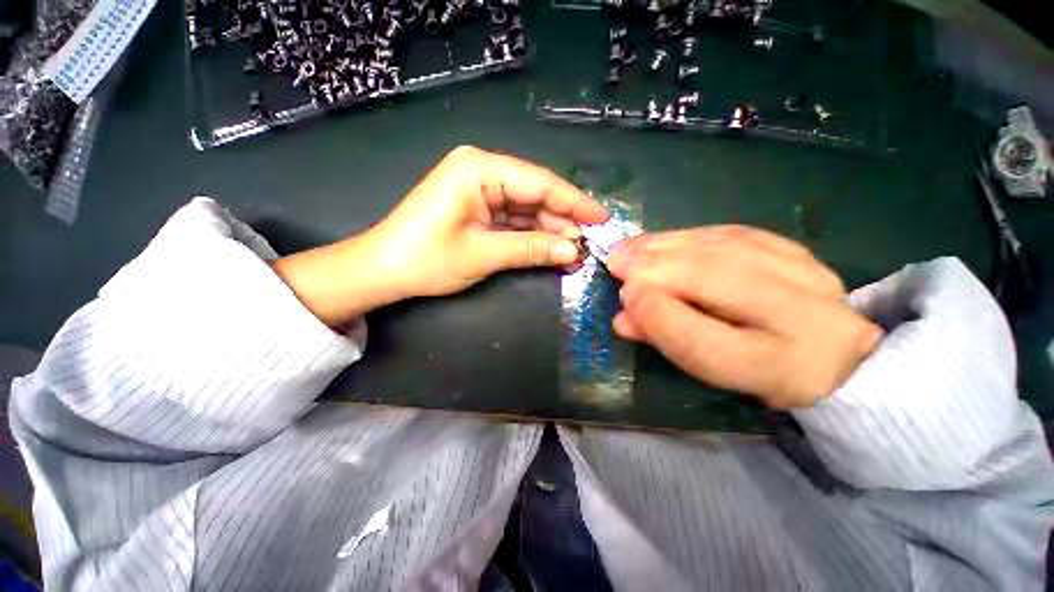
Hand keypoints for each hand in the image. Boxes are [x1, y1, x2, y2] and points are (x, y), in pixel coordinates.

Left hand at [271, 146, 607, 326]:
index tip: (601, 218)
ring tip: (575, 251)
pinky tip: (552, 248)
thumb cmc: (427, 259)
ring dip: (550, 230)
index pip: (540, 183)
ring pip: (527, 208)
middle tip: (589, 243)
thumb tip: (573, 251)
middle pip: (535, 194)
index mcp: (480, 169)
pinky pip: (513, 219)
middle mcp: (482, 170)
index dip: (574, 202)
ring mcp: (480, 189)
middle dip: (563, 220)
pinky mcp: (478, 207)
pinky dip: (532, 234)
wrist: (384, 270)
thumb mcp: (484, 254)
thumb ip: (532, 249)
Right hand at [606, 227, 882, 408]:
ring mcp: (810, 274)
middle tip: (616, 261)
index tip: (626, 295)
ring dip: (666, 245)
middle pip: (721, 281)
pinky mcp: (797, 248)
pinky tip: (659, 240)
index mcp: (784, 370)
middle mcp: (811, 320)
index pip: (711, 344)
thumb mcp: (707, 367)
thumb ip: (665, 339)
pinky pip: (733, 233)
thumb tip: (623, 317)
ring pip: (725, 248)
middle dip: (657, 267)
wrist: (822, 349)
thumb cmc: (751, 367)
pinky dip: (687, 235)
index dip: (661, 317)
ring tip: (629, 248)